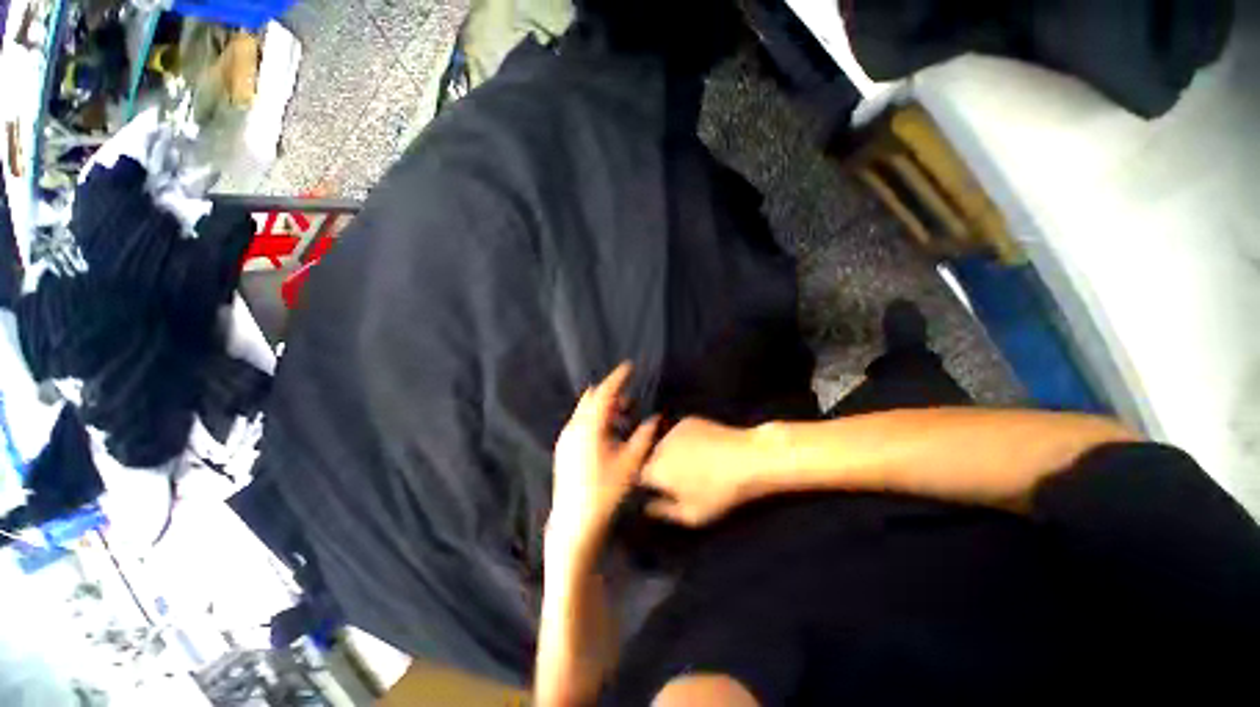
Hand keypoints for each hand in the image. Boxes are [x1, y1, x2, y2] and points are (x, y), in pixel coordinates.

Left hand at [548, 363, 659, 562]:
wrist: (575, 520)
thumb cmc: (605, 492)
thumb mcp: (630, 464)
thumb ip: (643, 437)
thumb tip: (654, 419)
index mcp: (589, 428)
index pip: (604, 393)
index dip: (617, 377)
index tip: (628, 366)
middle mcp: (574, 428)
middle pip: (592, 399)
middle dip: (611, 393)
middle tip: (630, 401)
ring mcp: (566, 438)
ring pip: (586, 411)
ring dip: (603, 408)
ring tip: (623, 418)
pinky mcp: (564, 448)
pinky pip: (581, 422)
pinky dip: (595, 419)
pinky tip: (608, 434)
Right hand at [640, 418, 761, 526]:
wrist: (746, 458)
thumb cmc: (719, 491)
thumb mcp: (692, 515)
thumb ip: (663, 511)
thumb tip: (647, 507)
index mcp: (655, 469)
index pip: (639, 476)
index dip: (648, 485)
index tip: (660, 490)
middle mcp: (658, 446)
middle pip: (650, 458)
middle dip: (659, 467)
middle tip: (679, 479)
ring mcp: (673, 430)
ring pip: (663, 444)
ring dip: (670, 453)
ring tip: (692, 463)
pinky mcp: (687, 420)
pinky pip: (677, 433)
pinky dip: (683, 441)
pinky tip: (701, 448)